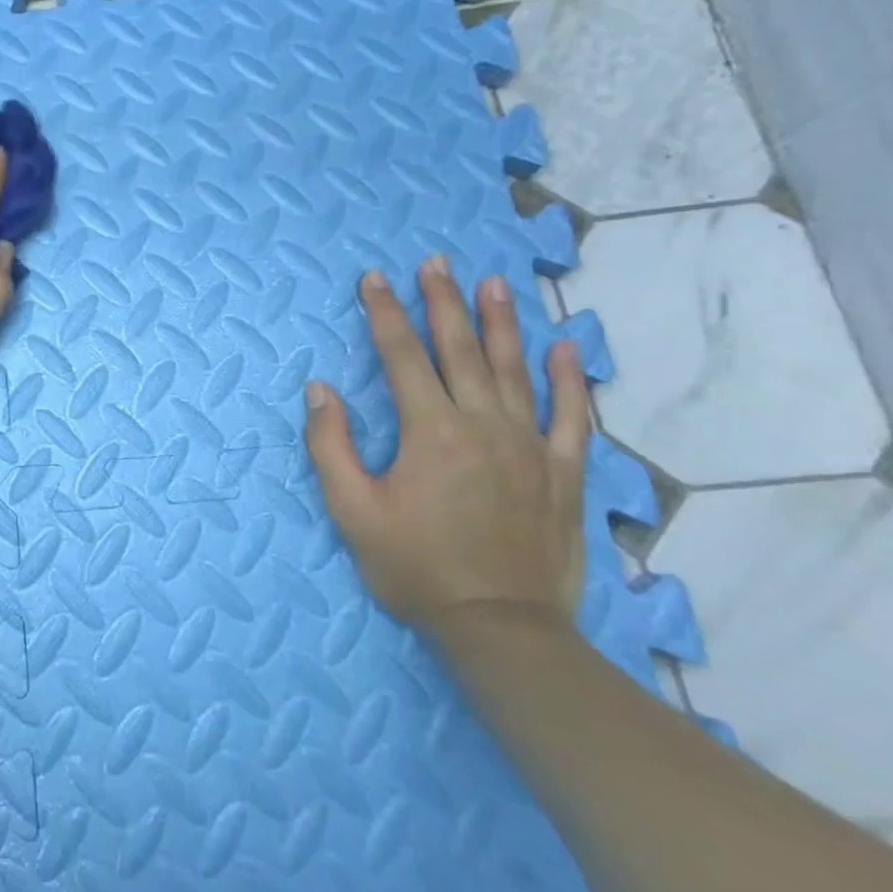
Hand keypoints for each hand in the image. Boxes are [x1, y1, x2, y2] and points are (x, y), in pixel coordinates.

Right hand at [303, 256, 591, 640]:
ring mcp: (529, 446)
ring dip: (501, 322)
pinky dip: (569, 380)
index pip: (401, 356)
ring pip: (513, 369)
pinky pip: (572, 416)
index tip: (373, 279)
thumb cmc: (415, 568)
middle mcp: (482, 425)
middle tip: (435, 263)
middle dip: (443, 302)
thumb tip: (320, 390)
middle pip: (459, 349)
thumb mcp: (352, 511)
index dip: (384, 314)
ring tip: (492, 284)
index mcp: (430, 432)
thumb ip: (331, 446)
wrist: (501, 627)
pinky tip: (566, 348)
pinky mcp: (562, 472)